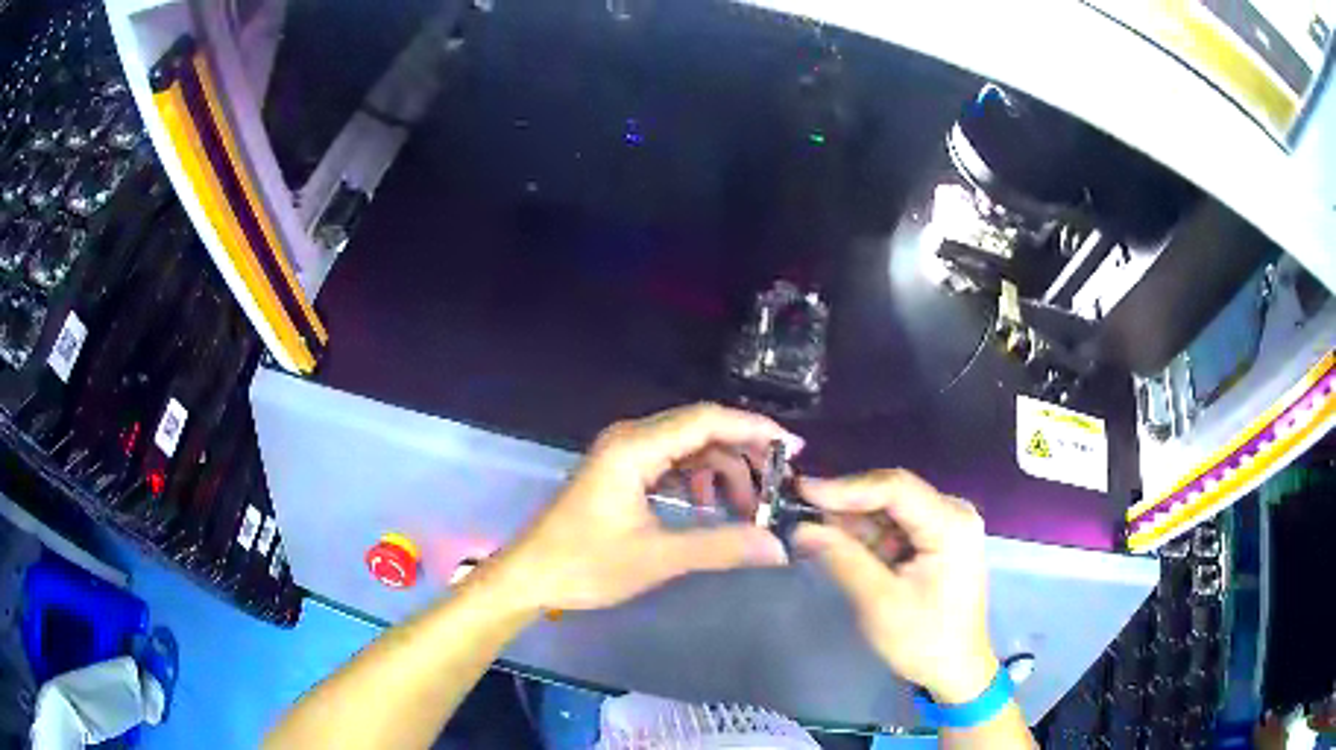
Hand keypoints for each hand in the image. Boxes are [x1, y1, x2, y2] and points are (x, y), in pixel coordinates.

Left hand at [494, 403, 799, 613]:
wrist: (531, 576)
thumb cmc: (585, 565)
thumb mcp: (657, 558)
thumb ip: (721, 547)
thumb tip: (778, 547)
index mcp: (634, 448)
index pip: (707, 420)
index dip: (755, 430)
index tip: (794, 450)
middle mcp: (630, 438)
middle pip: (701, 429)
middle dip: (744, 454)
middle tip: (777, 488)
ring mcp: (624, 453)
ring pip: (688, 446)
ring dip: (721, 472)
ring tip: (746, 510)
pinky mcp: (621, 471)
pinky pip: (671, 462)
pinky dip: (698, 480)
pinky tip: (710, 508)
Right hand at [792, 470, 997, 703]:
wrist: (955, 669)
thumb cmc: (923, 640)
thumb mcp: (879, 603)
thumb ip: (843, 559)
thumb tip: (800, 528)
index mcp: (951, 524)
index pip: (895, 488)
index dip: (846, 487)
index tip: (801, 491)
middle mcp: (953, 513)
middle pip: (892, 494)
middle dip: (846, 505)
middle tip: (798, 512)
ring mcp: (947, 525)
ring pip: (890, 509)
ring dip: (853, 522)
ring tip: (811, 532)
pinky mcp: (937, 539)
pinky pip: (895, 526)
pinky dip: (867, 536)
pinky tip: (838, 544)